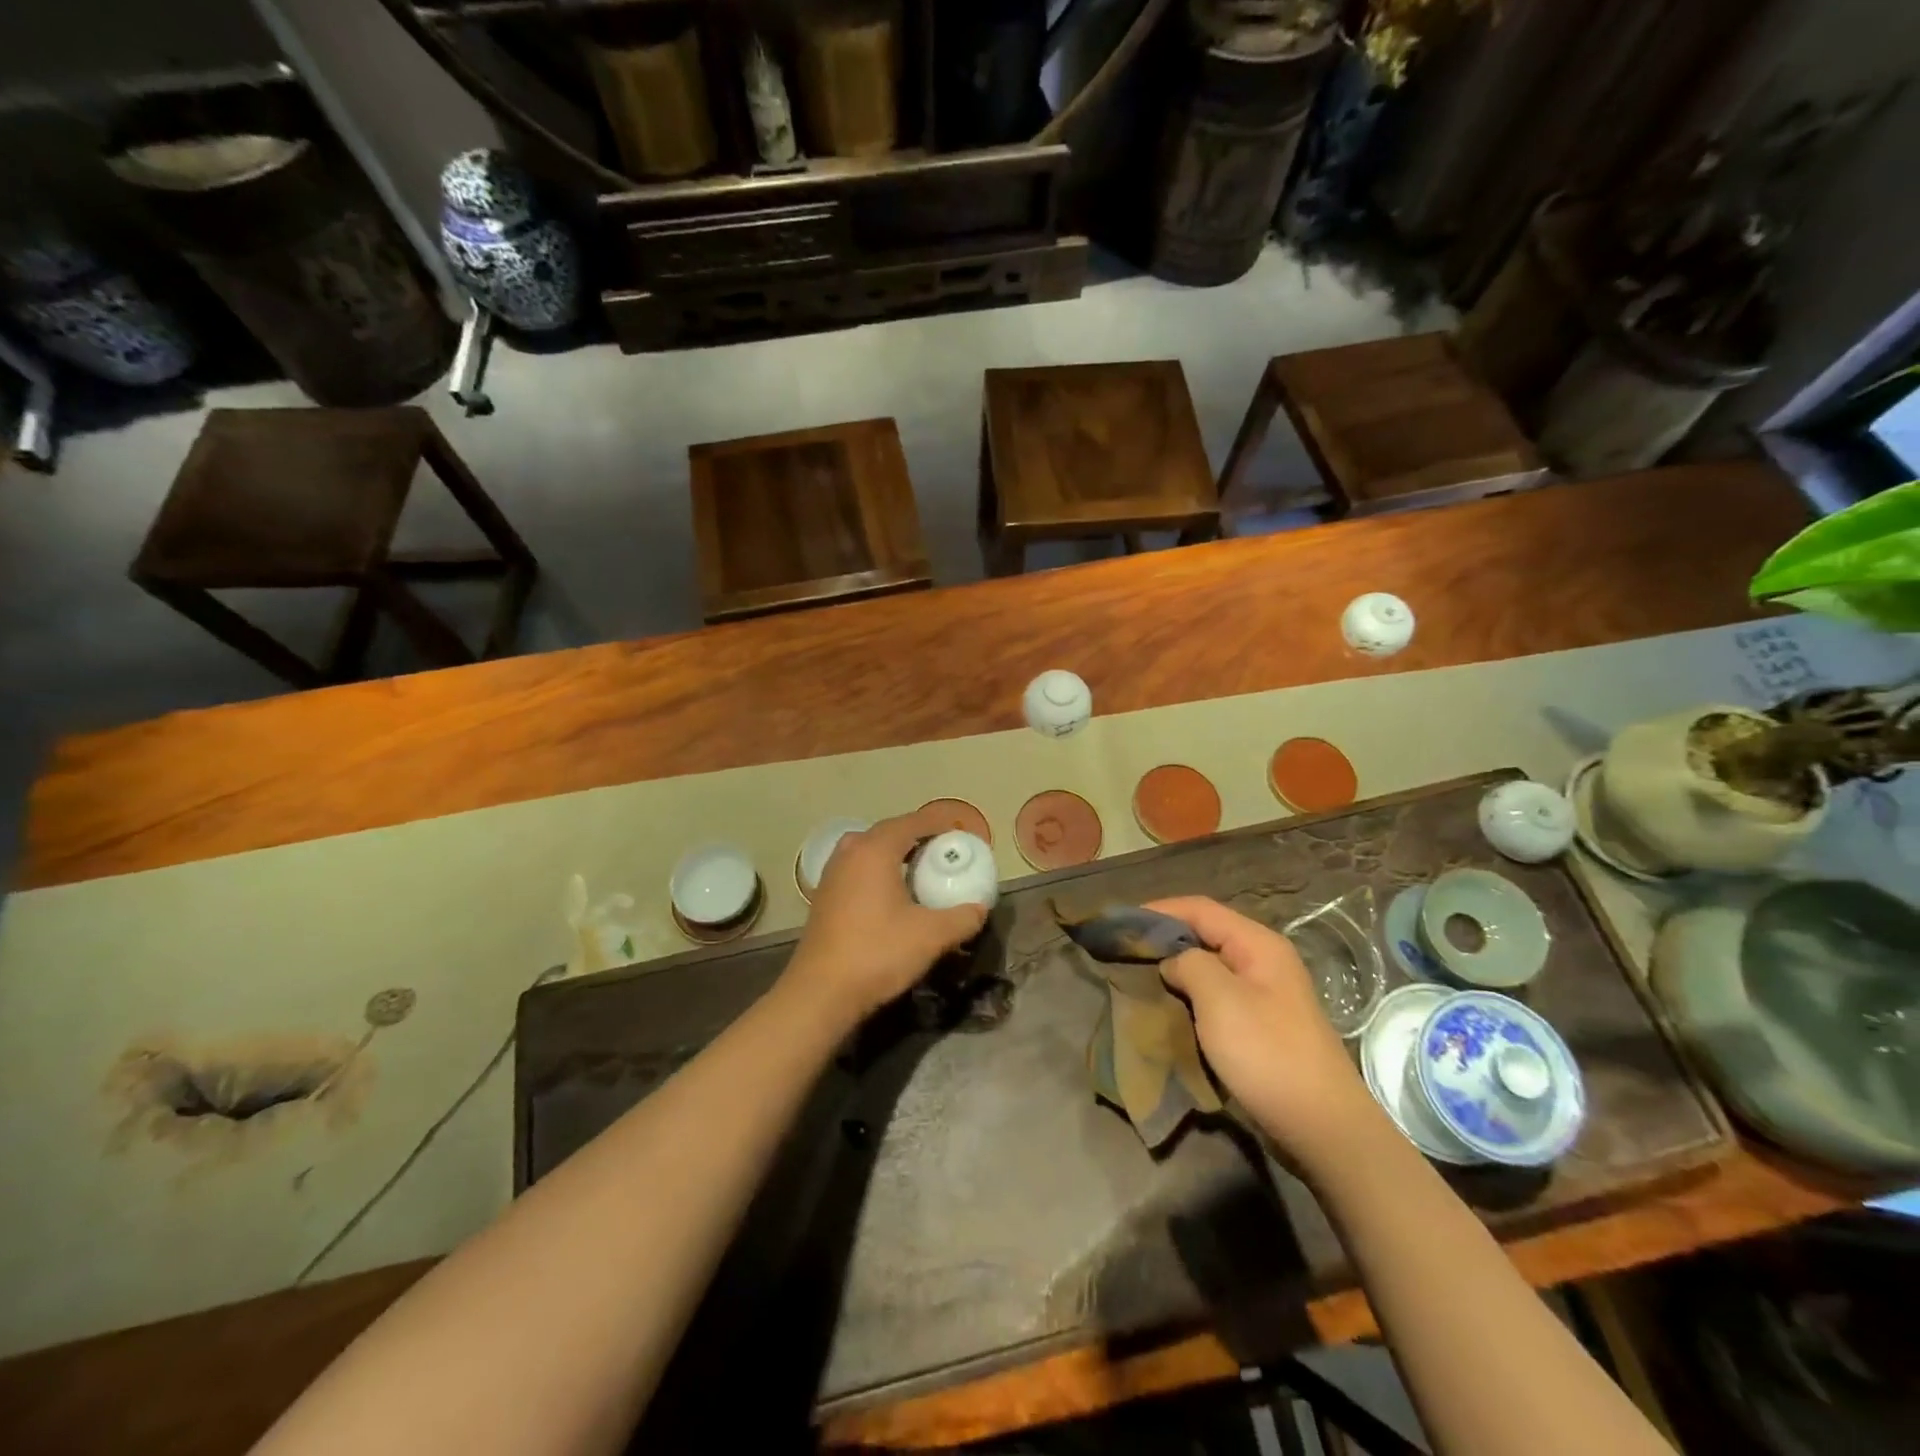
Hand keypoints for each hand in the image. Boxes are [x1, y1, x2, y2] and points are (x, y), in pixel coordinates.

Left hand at [786, 807, 989, 1022]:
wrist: (820, 992)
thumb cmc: (877, 953)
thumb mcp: (931, 936)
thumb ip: (962, 918)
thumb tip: (979, 909)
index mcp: (875, 850)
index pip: (911, 822)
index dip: (937, 824)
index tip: (959, 832)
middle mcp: (850, 853)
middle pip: (887, 832)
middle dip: (916, 837)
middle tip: (942, 851)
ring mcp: (831, 875)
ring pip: (867, 851)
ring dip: (893, 854)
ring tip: (918, 871)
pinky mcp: (823, 897)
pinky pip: (856, 870)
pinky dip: (876, 872)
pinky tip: (890, 896)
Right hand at [1147, 896, 1386, 1174]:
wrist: (1322, 1127)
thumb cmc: (1268, 1054)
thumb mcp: (1220, 1000)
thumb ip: (1189, 964)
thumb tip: (1173, 961)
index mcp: (1258, 944)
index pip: (1200, 908)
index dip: (1159, 910)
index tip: (1121, 922)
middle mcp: (1263, 961)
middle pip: (1205, 934)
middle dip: (1164, 940)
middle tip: (1124, 952)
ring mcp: (1264, 995)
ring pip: (1209, 967)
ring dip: (1175, 970)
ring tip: (1139, 978)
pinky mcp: (1260, 1025)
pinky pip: (1217, 997)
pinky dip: (1190, 996)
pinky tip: (1168, 1009)